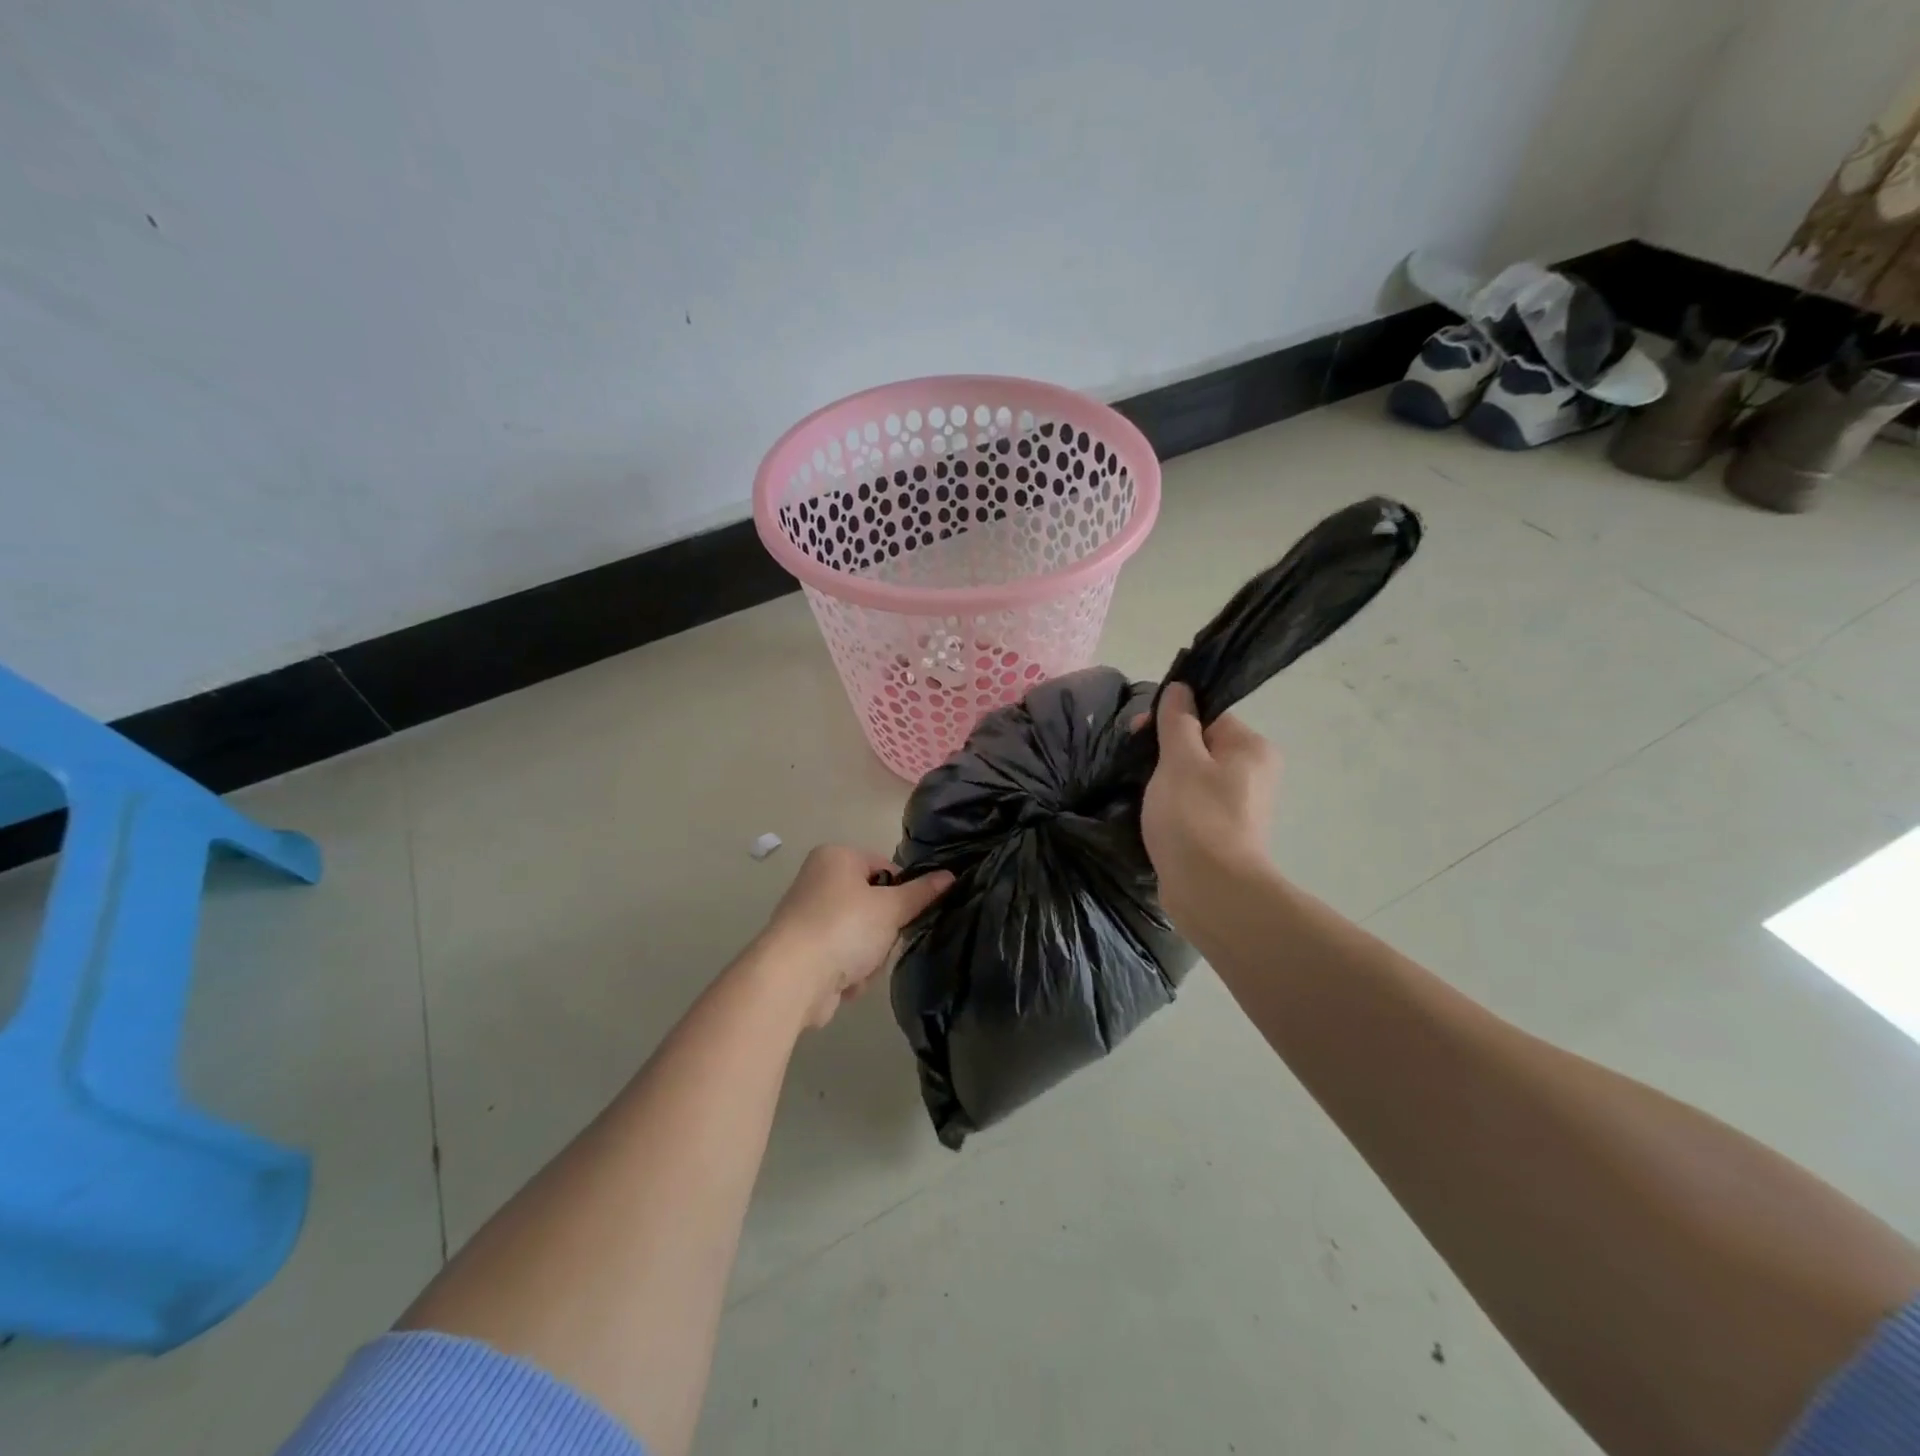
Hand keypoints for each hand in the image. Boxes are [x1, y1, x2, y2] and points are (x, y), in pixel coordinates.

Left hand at [751, 846, 953, 1028]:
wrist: (791, 979)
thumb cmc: (844, 928)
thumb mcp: (891, 908)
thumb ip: (921, 893)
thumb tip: (950, 876)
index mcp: (836, 857)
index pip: (885, 867)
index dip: (902, 891)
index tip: (908, 914)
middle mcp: (818, 880)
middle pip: (873, 904)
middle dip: (884, 931)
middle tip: (883, 943)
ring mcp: (808, 917)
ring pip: (861, 935)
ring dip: (869, 956)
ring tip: (861, 966)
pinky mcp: (804, 950)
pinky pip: (842, 956)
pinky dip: (849, 970)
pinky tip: (845, 982)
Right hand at [1137, 683, 1280, 926]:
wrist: (1212, 892)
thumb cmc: (1195, 816)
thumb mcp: (1180, 759)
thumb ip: (1178, 721)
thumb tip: (1181, 688)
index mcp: (1252, 748)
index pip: (1209, 715)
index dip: (1171, 719)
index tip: (1138, 732)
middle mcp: (1255, 774)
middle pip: (1202, 747)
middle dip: (1166, 753)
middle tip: (1135, 766)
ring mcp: (1242, 808)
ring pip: (1195, 779)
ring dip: (1166, 782)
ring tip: (1141, 794)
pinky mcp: (1226, 836)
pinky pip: (1195, 808)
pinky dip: (1174, 808)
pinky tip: (1153, 818)